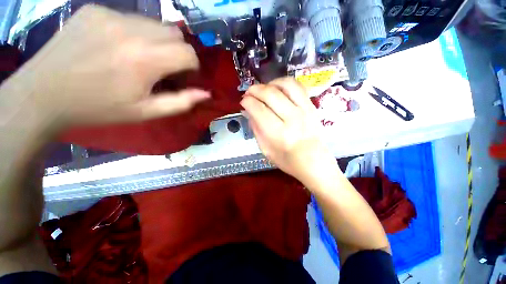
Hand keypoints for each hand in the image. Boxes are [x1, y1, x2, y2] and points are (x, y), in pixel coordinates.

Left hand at [7, 5, 208, 124]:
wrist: (44, 94)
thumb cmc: (99, 108)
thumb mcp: (146, 112)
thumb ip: (181, 102)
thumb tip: (206, 93)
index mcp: (145, 59)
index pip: (189, 53)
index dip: (192, 66)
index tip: (184, 76)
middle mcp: (131, 30)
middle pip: (176, 34)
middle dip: (179, 52)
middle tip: (165, 68)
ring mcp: (110, 15)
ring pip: (155, 23)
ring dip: (159, 41)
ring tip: (141, 58)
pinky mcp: (95, 10)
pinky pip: (130, 18)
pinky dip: (135, 33)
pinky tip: (118, 47)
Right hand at [240, 78, 338, 187]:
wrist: (315, 163)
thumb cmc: (288, 161)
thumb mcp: (266, 150)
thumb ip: (256, 129)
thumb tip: (249, 111)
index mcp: (278, 134)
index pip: (259, 110)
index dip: (247, 102)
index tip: (243, 102)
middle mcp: (292, 119)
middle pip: (270, 95)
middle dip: (255, 90)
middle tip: (248, 93)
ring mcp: (304, 111)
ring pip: (285, 86)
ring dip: (270, 83)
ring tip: (263, 89)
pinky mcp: (312, 107)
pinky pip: (298, 87)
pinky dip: (285, 83)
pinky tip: (277, 88)